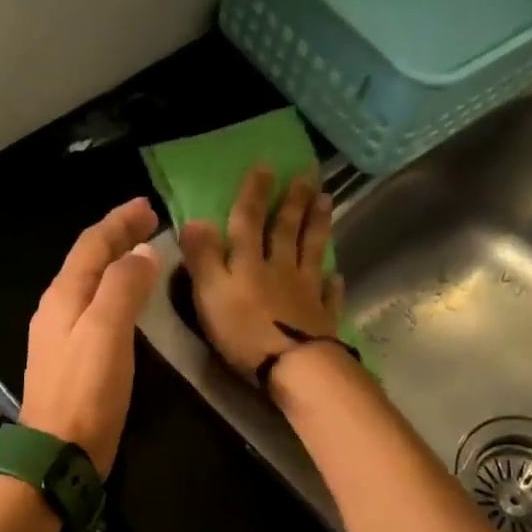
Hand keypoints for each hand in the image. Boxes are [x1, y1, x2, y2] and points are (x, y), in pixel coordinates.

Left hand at [20, 198, 159, 474]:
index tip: (148, 205)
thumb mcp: (106, 331)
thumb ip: (122, 287)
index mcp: (63, 296)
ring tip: (142, 254)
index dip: (119, 222)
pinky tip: (127, 303)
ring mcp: (60, 337)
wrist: (58, 453)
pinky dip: (114, 293)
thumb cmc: (86, 391)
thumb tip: (142, 253)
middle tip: (148, 221)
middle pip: (88, 261)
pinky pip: (94, 310)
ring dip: (115, 264)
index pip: (92, 245)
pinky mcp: (71, 361)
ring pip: (90, 285)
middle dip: (117, 238)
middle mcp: (57, 310)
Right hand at [179, 166, 342, 383]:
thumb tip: (195, 219)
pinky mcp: (322, 318)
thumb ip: (203, 257)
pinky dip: (332, 283)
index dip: (255, 193)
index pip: (250, 219)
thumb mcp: (210, 292)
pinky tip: (337, 275)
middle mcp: (280, 268)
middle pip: (287, 229)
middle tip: (309, 173)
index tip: (266, 165)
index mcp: (250, 261)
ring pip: (312, 251)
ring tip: (327, 201)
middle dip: (296, 200)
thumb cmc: (244, 331)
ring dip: (318, 225)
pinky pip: (328, 295)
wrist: (292, 365)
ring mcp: (305, 292)